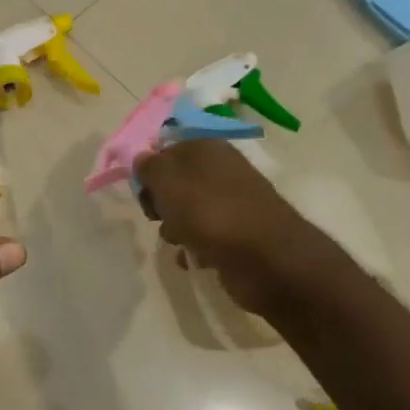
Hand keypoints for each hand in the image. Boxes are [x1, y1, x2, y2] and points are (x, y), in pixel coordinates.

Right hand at [133, 140, 339, 314]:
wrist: (267, 260)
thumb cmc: (211, 214)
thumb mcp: (168, 183)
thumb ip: (150, 167)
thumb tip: (143, 158)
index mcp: (208, 149)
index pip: (166, 151)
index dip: (150, 173)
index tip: (144, 194)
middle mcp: (222, 171)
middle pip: (175, 184)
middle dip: (161, 203)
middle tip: (158, 217)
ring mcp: (232, 204)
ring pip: (187, 212)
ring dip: (175, 229)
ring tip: (181, 241)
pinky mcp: (238, 234)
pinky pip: (204, 237)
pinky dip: (195, 248)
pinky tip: (195, 258)